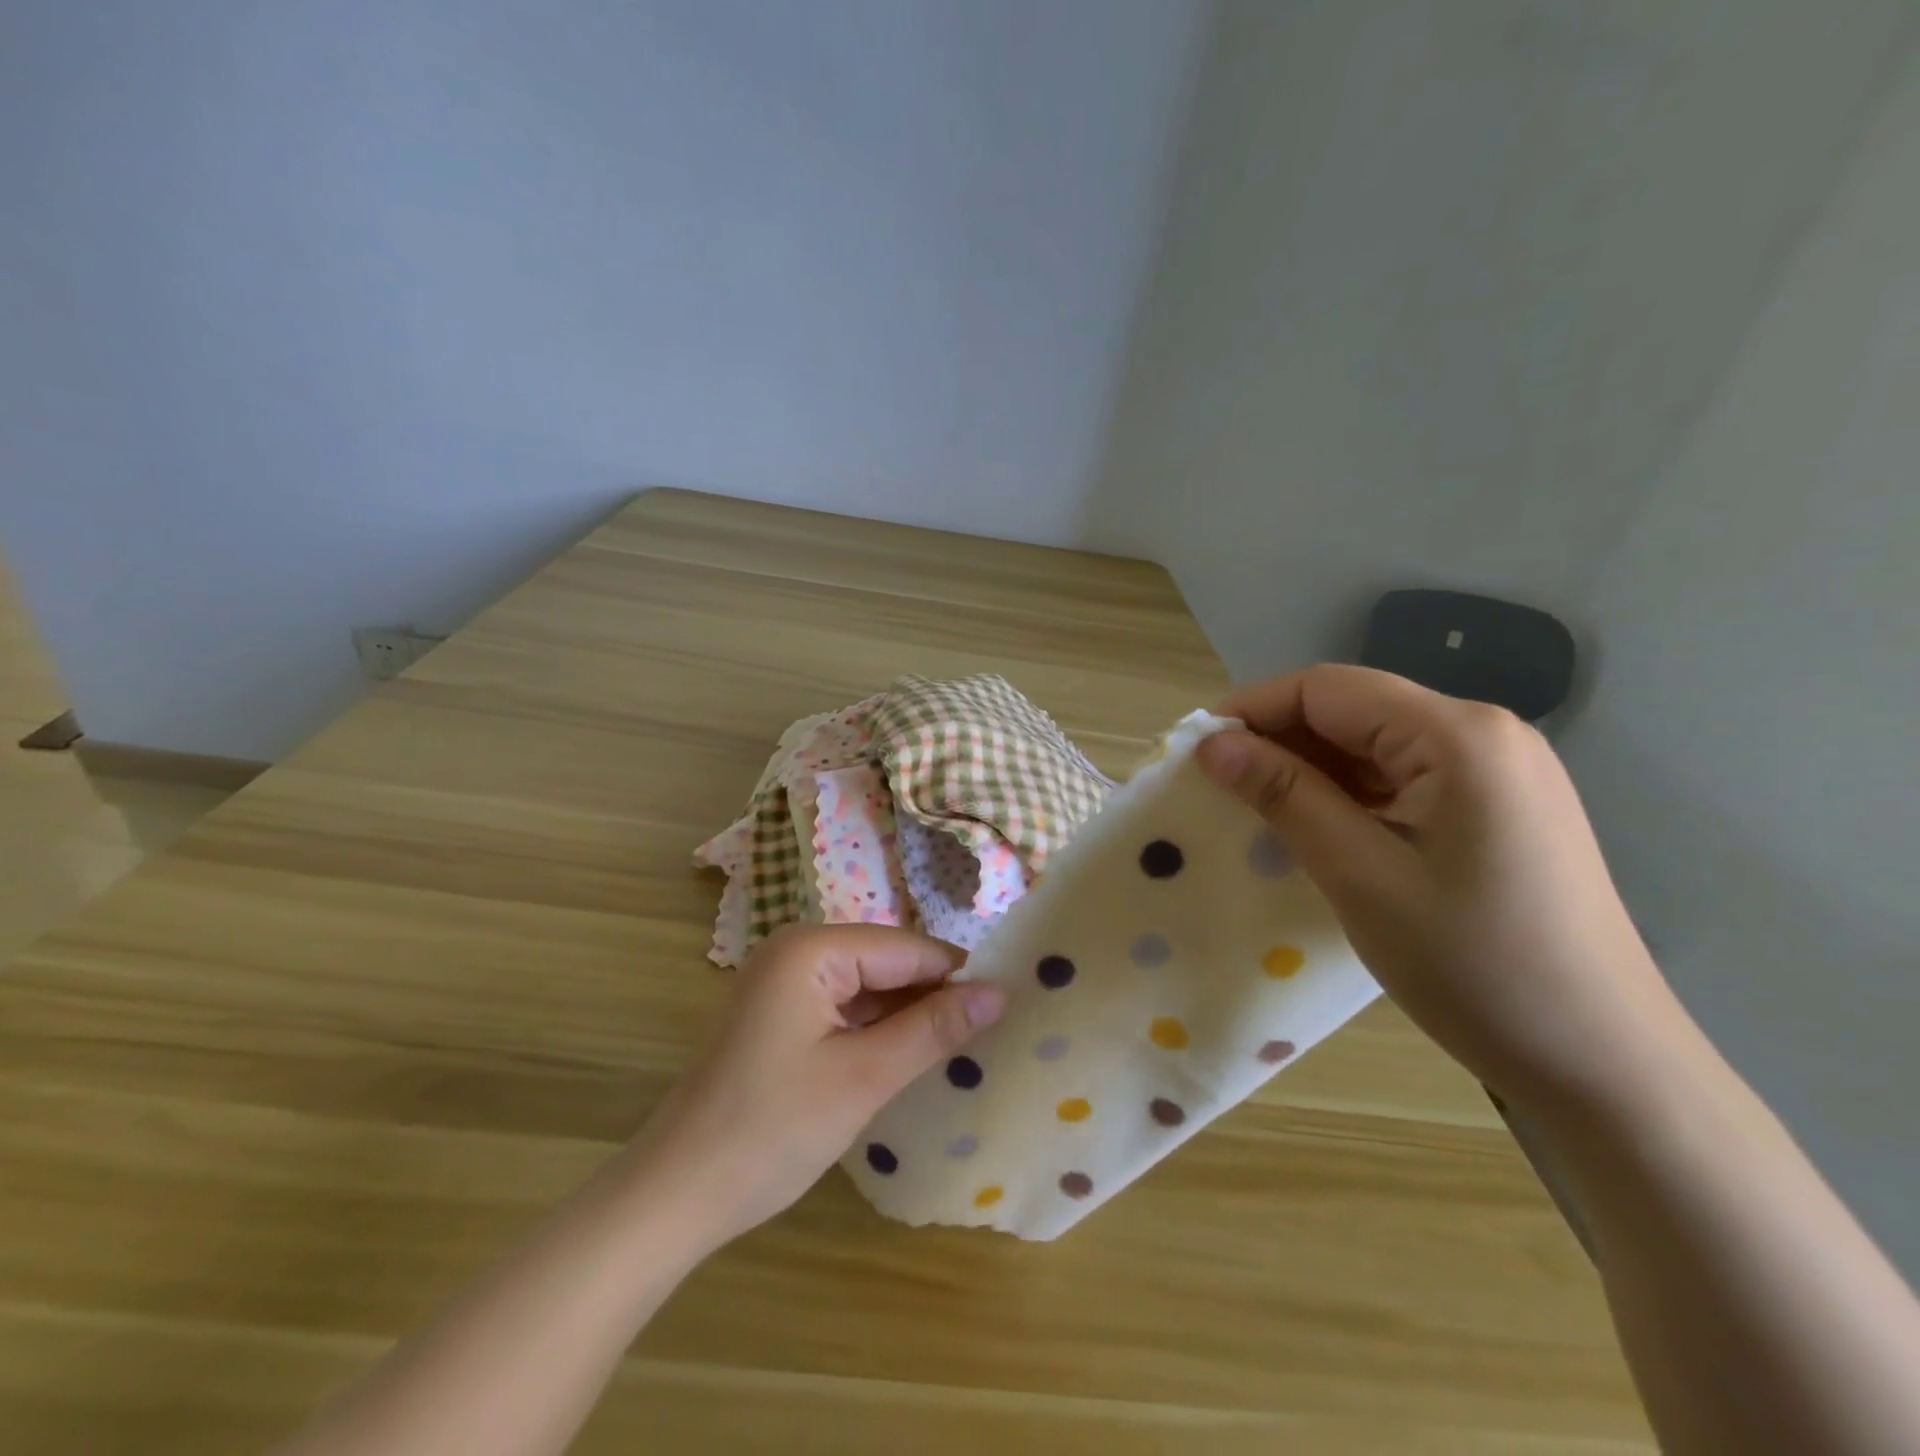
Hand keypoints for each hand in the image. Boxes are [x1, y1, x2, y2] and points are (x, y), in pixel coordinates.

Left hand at [634, 924, 1005, 1246]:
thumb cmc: (771, 1131)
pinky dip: (876, 1031)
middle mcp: (797, 950)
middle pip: (888, 963)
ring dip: (907, 1018)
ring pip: (869, 987)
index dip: (957, 978)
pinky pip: (844, 1007)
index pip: (908, 949)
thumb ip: (934, 1029)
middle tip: (988, 1037)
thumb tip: (1000, 991)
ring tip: (958, 1051)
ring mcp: (784, 981)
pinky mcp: (780, 1013)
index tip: (1006, 1010)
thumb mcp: (865, 1078)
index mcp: (812, 949)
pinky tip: (905, 1059)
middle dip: (932, 999)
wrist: (674, 1195)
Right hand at [1195, 664, 1687, 1108]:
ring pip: (1374, 745)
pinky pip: (1402, 779)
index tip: (1195, 753)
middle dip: (1278, 740)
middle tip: (1217, 787)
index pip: (1328, 688)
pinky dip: (1347, 795)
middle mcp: (1484, 735)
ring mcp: (1498, 772)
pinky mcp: (1497, 809)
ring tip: (1254, 811)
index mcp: (1458, 735)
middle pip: (1352, 710)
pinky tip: (1314, 829)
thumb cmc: (1475, 967)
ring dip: (1309, 770)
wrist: (1606, 1065)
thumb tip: (1213, 746)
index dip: (1252, 710)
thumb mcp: (1360, 875)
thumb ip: (1285, 796)